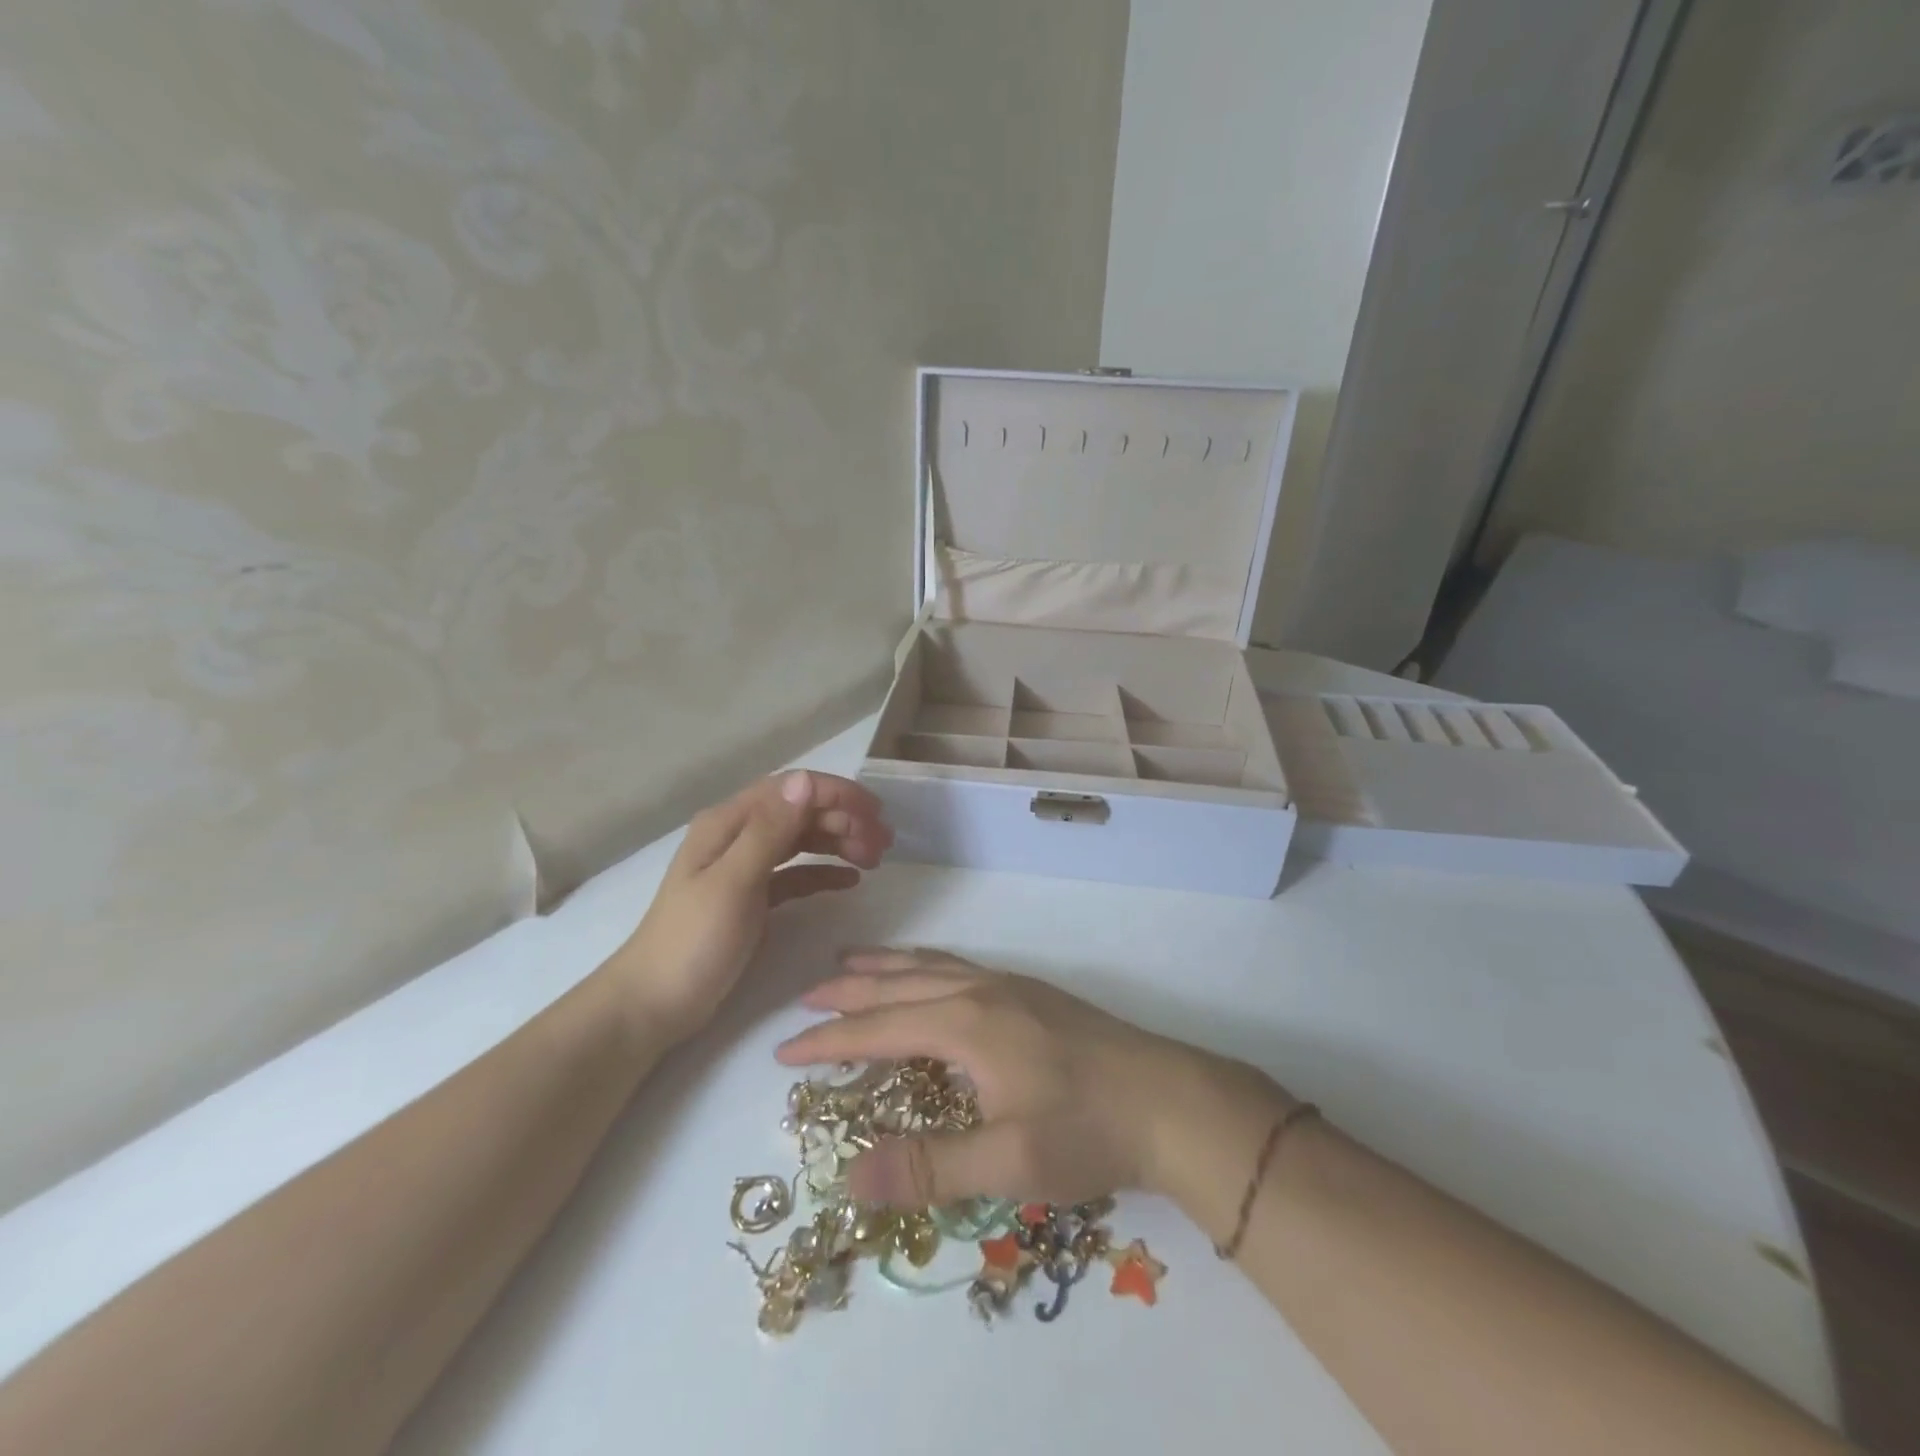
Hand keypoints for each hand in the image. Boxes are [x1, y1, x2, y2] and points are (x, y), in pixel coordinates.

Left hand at [614, 772, 891, 1040]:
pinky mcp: (753, 898)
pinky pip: (797, 873)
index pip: (790, 790)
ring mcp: (745, 868)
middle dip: (844, 819)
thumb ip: (770, 831)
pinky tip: (850, 880)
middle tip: (885, 842)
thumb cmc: (693, 942)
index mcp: (728, 824)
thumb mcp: (733, 882)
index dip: (836, 794)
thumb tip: (806, 781)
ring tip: (876, 858)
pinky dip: (824, 871)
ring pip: (801, 840)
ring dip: (839, 842)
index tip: (875, 813)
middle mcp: (737, 836)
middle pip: (800, 812)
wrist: (653, 1004)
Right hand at [775, 950, 1290, 1208]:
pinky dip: (923, 964)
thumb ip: (928, 1167)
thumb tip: (848, 1174)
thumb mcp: (1007, 1163)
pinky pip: (956, 965)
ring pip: (930, 965)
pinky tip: (928, 974)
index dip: (830, 1040)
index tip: (785, 1049)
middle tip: (807, 996)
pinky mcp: (1030, 992)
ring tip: (850, 963)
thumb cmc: (1086, 1131)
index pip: (879, 1029)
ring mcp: (1008, 985)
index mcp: (966, 1024)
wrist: (1169, 1100)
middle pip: (899, 985)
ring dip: (885, 967)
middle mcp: (980, 991)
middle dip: (849, 992)